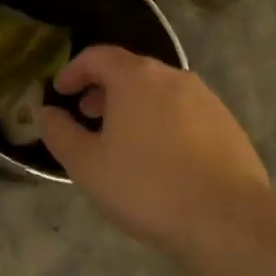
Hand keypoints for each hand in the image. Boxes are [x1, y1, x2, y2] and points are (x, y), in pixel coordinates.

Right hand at [40, 46, 269, 256]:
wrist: (227, 219)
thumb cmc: (145, 186)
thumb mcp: (86, 164)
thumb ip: (60, 133)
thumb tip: (46, 112)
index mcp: (136, 78)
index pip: (98, 56)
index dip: (74, 70)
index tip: (60, 92)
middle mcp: (174, 78)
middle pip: (132, 71)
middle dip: (104, 90)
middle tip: (87, 116)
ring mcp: (207, 101)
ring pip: (161, 93)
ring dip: (135, 107)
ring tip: (122, 141)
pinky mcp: (229, 127)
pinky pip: (185, 114)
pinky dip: (163, 123)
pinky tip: (160, 160)